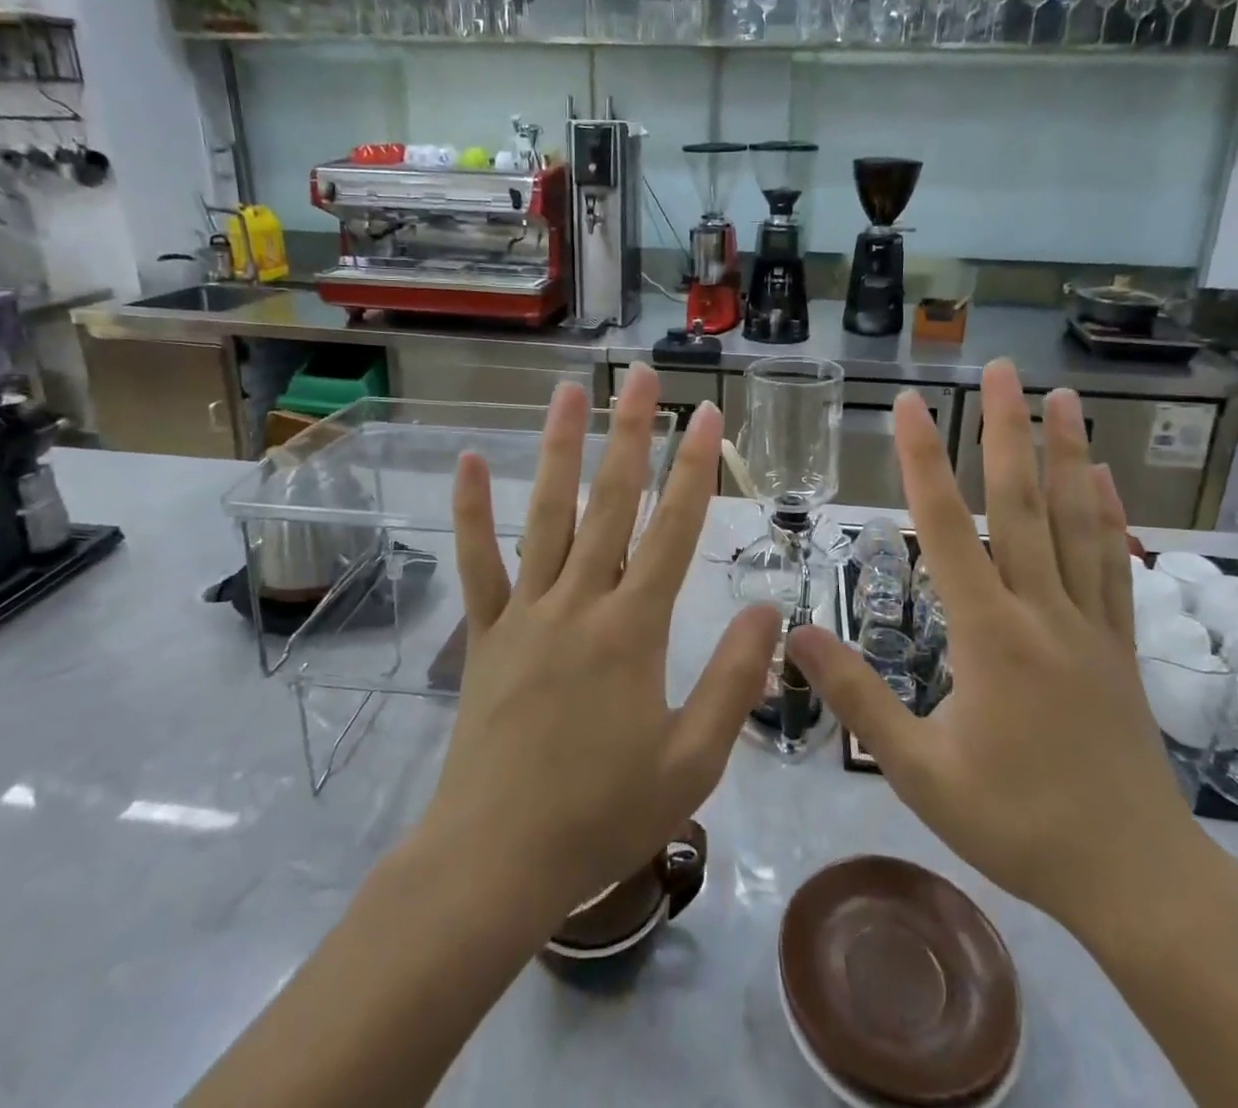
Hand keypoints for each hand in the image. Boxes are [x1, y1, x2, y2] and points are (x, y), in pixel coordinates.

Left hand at [430, 366, 779, 921]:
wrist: (497, 861)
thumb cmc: (603, 814)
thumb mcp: (693, 761)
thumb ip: (734, 679)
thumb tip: (769, 609)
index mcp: (634, 628)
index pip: (674, 530)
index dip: (695, 469)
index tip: (706, 416)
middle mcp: (581, 601)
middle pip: (612, 502)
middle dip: (630, 434)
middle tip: (640, 377)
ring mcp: (527, 611)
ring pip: (546, 514)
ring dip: (560, 449)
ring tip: (569, 393)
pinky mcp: (486, 631)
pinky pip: (478, 562)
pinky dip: (472, 512)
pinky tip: (468, 462)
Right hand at [788, 358, 1208, 936]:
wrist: (1137, 881)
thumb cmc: (1018, 824)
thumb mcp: (920, 772)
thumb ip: (858, 699)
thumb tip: (797, 636)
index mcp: (989, 634)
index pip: (948, 527)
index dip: (923, 461)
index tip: (910, 405)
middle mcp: (1042, 611)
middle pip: (1022, 504)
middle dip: (1006, 430)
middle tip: (1001, 368)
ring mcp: (1089, 624)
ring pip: (1076, 523)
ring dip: (1068, 454)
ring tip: (1063, 398)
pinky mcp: (1119, 645)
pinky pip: (1113, 565)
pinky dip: (1108, 515)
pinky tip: (1103, 478)